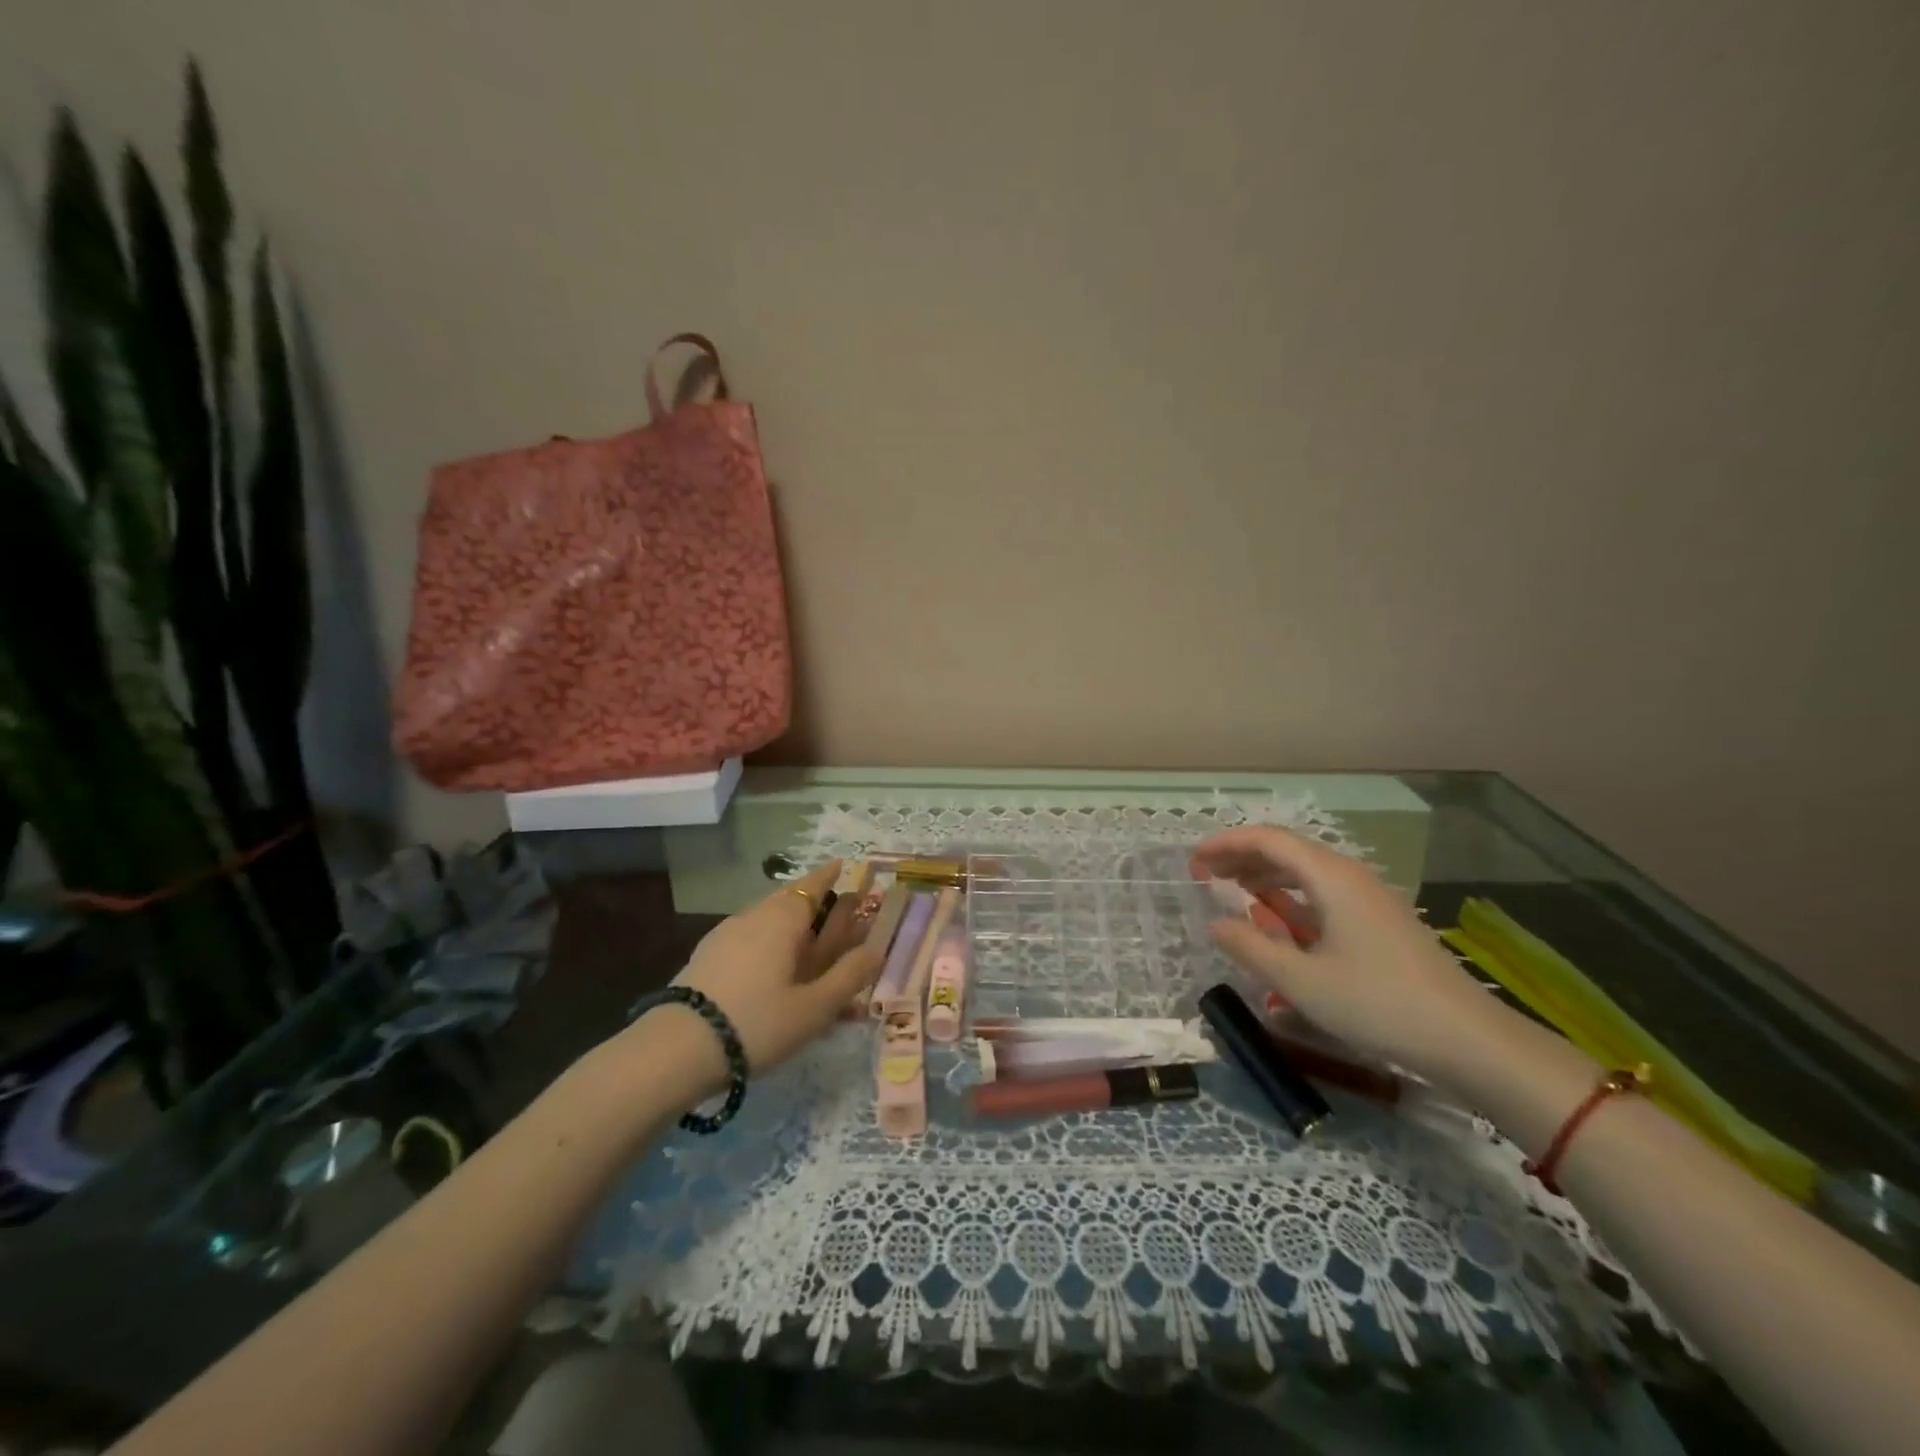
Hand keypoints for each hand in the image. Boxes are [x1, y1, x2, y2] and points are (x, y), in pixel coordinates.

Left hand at [607, 860, 881, 1104]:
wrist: (677, 1050)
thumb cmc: (758, 1022)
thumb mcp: (815, 1006)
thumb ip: (849, 975)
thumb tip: (877, 949)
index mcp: (783, 918)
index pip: (813, 884)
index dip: (831, 875)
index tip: (845, 866)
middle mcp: (754, 916)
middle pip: (790, 899)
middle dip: (814, 904)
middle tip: (835, 916)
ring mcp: (726, 935)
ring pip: (768, 920)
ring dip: (791, 928)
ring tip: (807, 950)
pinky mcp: (707, 957)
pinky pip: (749, 940)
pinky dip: (769, 946)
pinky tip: (771, 973)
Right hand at [1190, 826, 1497, 1083]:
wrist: (1468, 1040)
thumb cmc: (1377, 1003)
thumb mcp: (1301, 981)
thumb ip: (1251, 948)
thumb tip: (1216, 923)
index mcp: (1331, 878)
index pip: (1269, 840)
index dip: (1227, 843)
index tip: (1195, 858)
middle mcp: (1350, 877)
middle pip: (1288, 851)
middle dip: (1242, 857)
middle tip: (1205, 873)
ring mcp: (1369, 900)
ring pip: (1307, 873)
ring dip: (1266, 877)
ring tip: (1232, 891)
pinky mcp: (1380, 923)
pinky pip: (1324, 895)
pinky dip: (1292, 898)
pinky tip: (1277, 920)